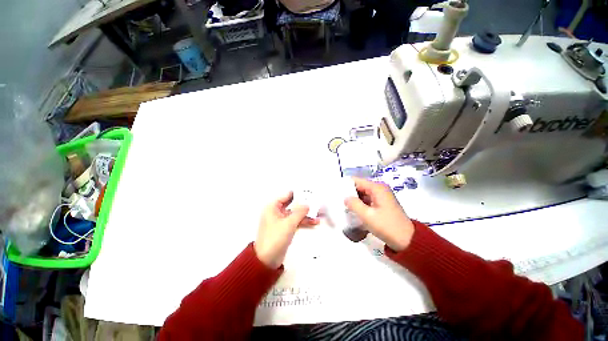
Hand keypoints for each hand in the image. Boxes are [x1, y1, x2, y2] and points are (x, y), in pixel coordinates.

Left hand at [255, 191, 319, 268]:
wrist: (266, 261)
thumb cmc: (275, 238)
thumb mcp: (289, 223)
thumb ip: (300, 212)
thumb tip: (308, 204)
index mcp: (273, 207)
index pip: (287, 195)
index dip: (299, 193)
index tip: (310, 192)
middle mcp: (276, 211)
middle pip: (293, 204)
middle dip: (305, 204)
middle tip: (317, 202)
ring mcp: (281, 220)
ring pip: (296, 214)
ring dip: (306, 214)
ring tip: (320, 214)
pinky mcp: (285, 229)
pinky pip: (296, 222)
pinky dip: (304, 222)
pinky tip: (314, 222)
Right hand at [344, 177, 413, 251]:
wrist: (407, 241)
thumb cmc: (386, 226)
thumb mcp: (367, 216)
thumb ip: (353, 204)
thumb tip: (345, 198)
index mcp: (377, 188)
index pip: (356, 181)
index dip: (345, 185)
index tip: (335, 191)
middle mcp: (379, 189)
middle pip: (359, 187)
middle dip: (348, 193)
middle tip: (337, 200)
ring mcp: (381, 197)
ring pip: (362, 194)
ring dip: (354, 199)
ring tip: (342, 205)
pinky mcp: (382, 204)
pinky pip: (367, 200)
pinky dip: (360, 204)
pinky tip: (352, 210)